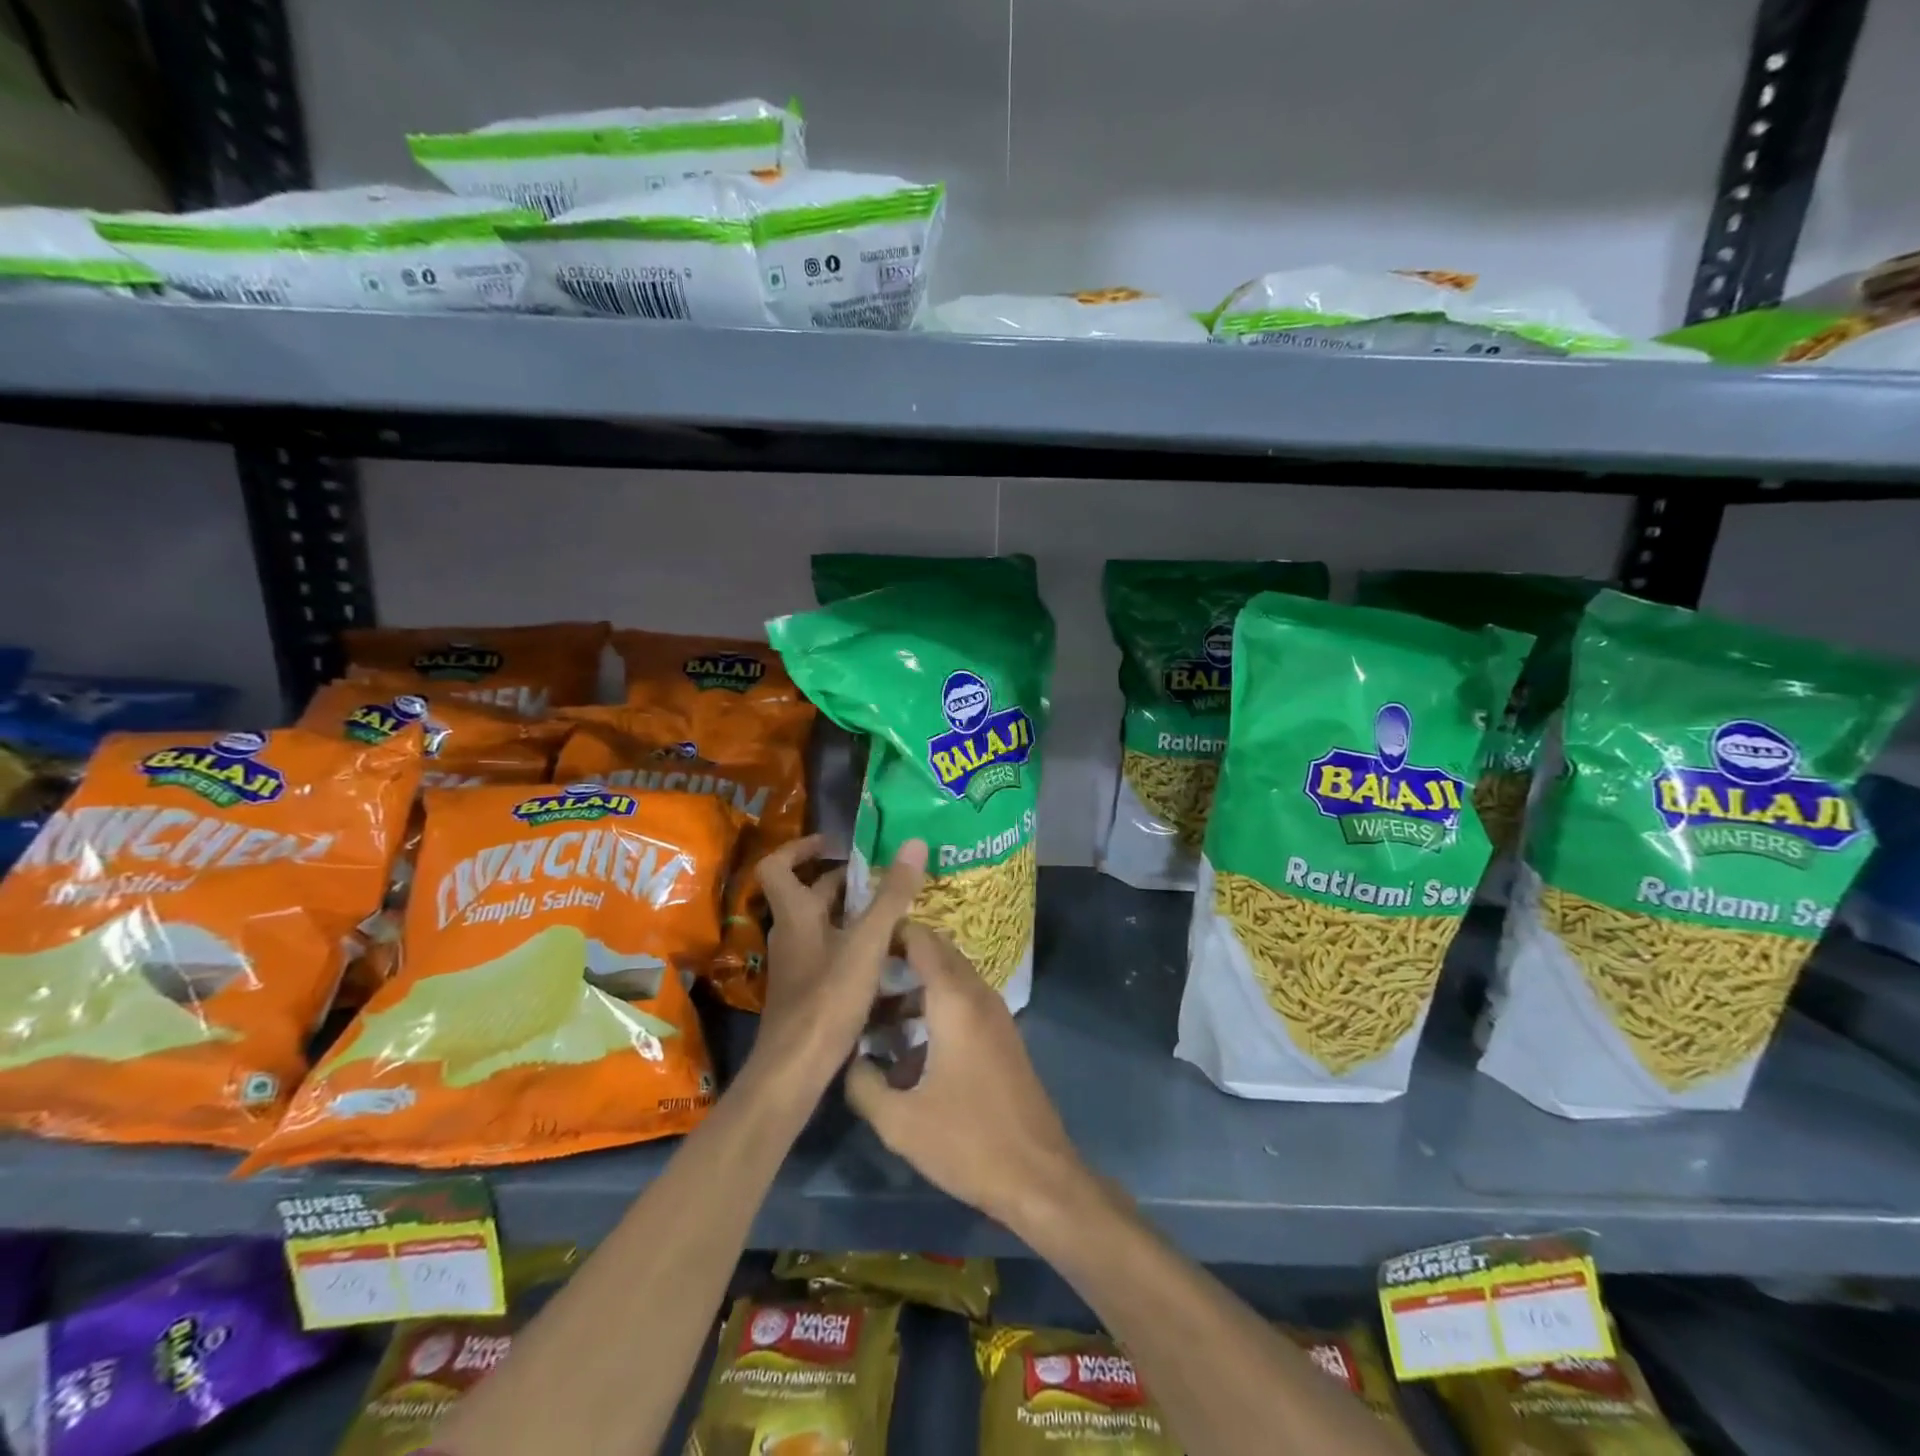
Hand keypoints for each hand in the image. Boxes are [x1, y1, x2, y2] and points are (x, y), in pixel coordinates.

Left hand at [751, 835, 927, 1094]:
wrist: (795, 1070)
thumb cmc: (827, 999)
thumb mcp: (867, 943)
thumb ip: (891, 895)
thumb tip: (914, 842)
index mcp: (795, 914)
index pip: (777, 866)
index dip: (800, 848)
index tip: (834, 844)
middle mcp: (790, 934)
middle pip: (810, 894)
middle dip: (844, 882)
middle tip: (884, 877)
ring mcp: (797, 964)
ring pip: (823, 925)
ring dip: (853, 913)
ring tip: (894, 912)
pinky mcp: (808, 990)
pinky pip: (830, 953)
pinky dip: (854, 944)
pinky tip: (885, 957)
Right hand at [845, 923, 1085, 1233]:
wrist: (1038, 1177)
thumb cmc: (967, 1141)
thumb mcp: (899, 1121)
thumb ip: (862, 1083)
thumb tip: (846, 1059)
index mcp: (955, 1000)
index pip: (921, 939)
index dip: (889, 933)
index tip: (854, 945)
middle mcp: (978, 995)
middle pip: (937, 955)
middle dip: (898, 960)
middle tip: (859, 981)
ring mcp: (995, 1015)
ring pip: (950, 981)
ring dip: (915, 991)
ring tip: (875, 1022)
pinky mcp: (1002, 1037)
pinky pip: (964, 1004)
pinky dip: (935, 1010)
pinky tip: (908, 1055)